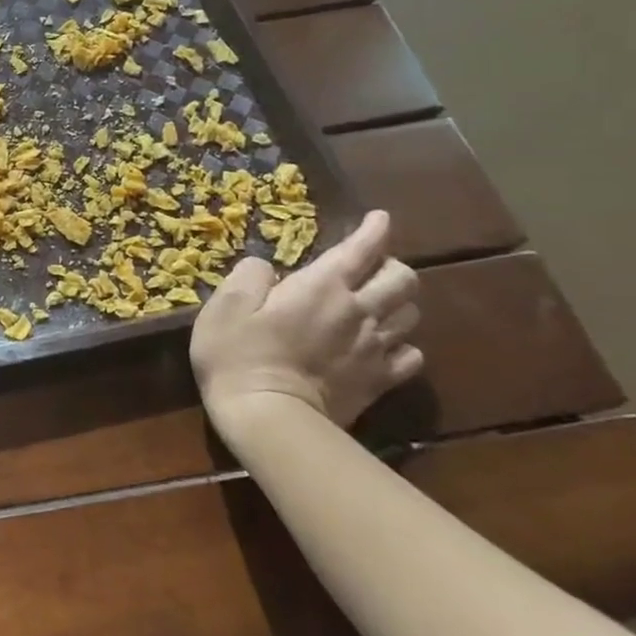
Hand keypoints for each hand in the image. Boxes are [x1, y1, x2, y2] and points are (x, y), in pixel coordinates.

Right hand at [189, 210, 423, 438]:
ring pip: (410, 314)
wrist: (269, 418)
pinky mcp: (379, 381)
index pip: (361, 249)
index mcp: (321, 287)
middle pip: (401, 279)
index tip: (380, 218)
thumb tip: (265, 266)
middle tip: (371, 266)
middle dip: (391, 265)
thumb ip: (249, 276)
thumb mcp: (225, 306)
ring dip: (398, 302)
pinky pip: (410, 356)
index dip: (374, 230)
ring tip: (379, 302)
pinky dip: (402, 345)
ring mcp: (374, 348)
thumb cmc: (238, 355)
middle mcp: (358, 311)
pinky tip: (385, 346)